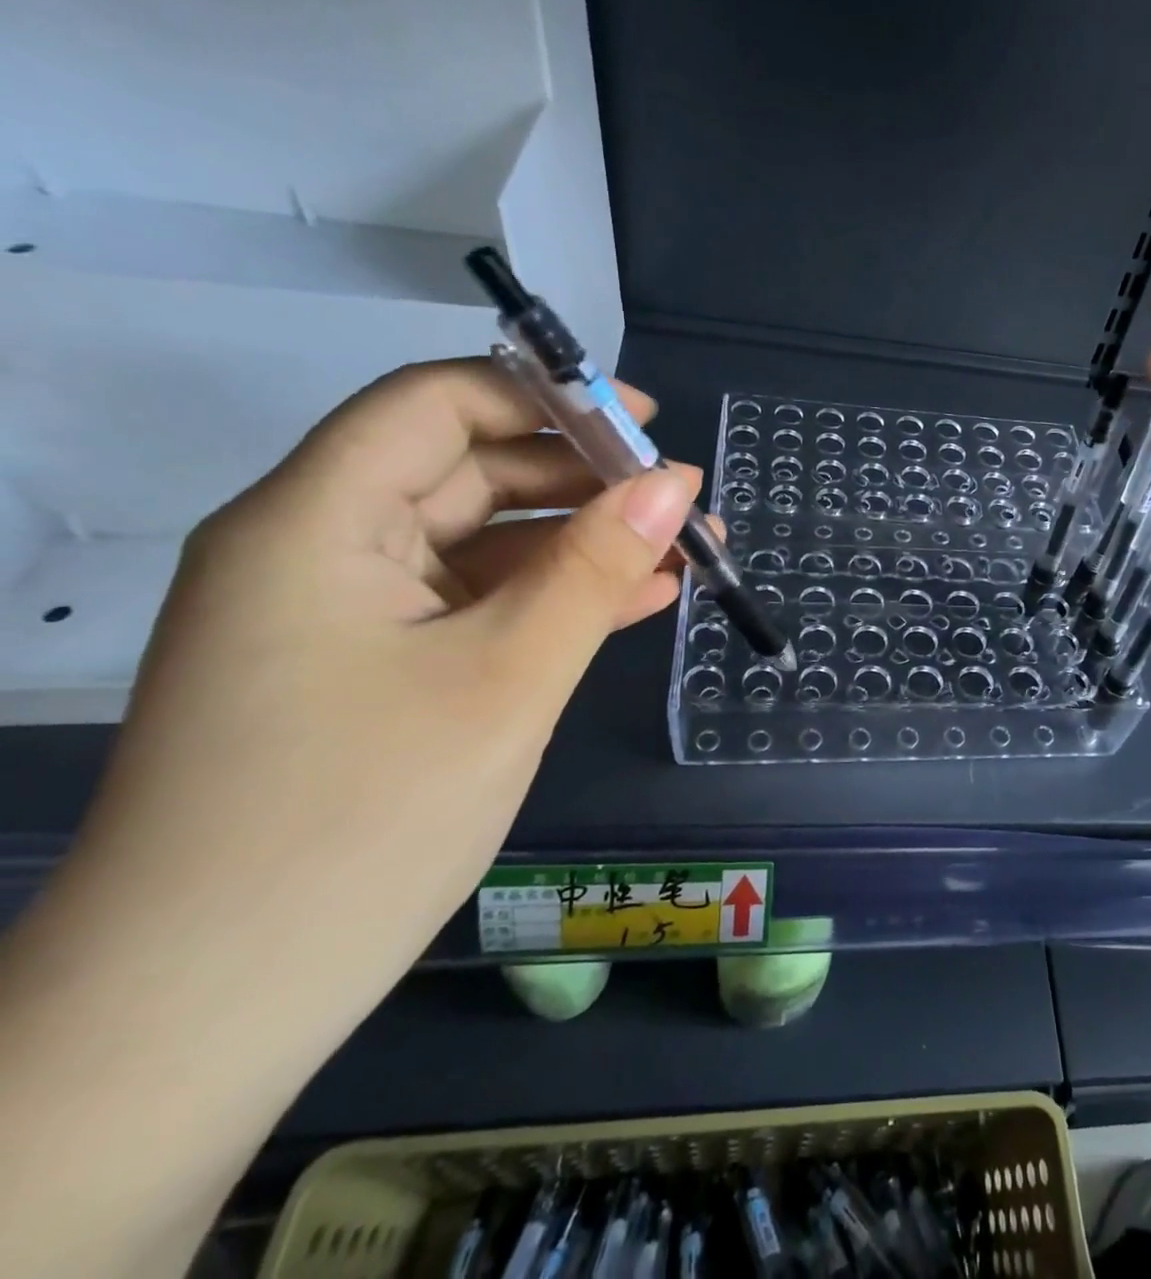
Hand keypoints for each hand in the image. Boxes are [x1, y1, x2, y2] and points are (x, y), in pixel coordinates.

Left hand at [72, 359, 700, 1031]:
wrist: (208, 1011)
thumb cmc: (358, 823)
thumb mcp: (506, 677)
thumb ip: (594, 568)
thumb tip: (674, 485)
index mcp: (315, 521)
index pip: (436, 405)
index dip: (546, 396)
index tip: (646, 423)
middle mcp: (318, 550)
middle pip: (467, 471)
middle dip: (584, 480)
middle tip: (685, 507)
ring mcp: (346, 616)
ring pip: (483, 544)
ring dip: (584, 545)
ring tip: (686, 556)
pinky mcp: (373, 671)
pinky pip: (477, 605)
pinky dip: (555, 598)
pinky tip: (637, 603)